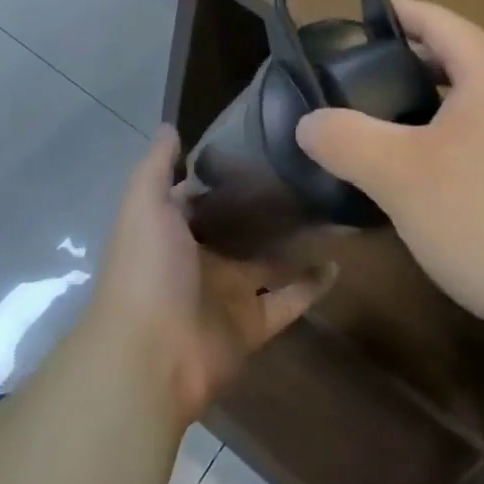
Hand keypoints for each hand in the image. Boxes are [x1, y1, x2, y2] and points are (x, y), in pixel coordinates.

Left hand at [90, 127, 334, 426]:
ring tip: (330, 209)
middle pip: (240, 228)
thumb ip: (158, 165)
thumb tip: (170, 126)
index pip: (202, 196)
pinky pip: (288, 301)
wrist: (151, 357)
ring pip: (269, 262)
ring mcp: (228, 295)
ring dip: (295, 242)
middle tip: (308, 170)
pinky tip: (338, 261)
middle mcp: (201, 260)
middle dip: (267, 205)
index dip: (226, 174)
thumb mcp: (144, 204)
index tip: (263, 142)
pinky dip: (312, 285)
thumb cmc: (147, 269)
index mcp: (173, 232)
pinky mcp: (253, 326)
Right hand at [295, 0, 483, 340]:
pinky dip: (464, 145)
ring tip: (392, 138)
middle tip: (358, 90)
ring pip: (480, 105)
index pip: (435, 19)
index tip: (353, 26)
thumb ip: (346, 140)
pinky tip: (443, 187)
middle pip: (458, 60)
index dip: (393, 14)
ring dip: (436, 112)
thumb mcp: (401, 177)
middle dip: (407, 69)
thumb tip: (309, 123)